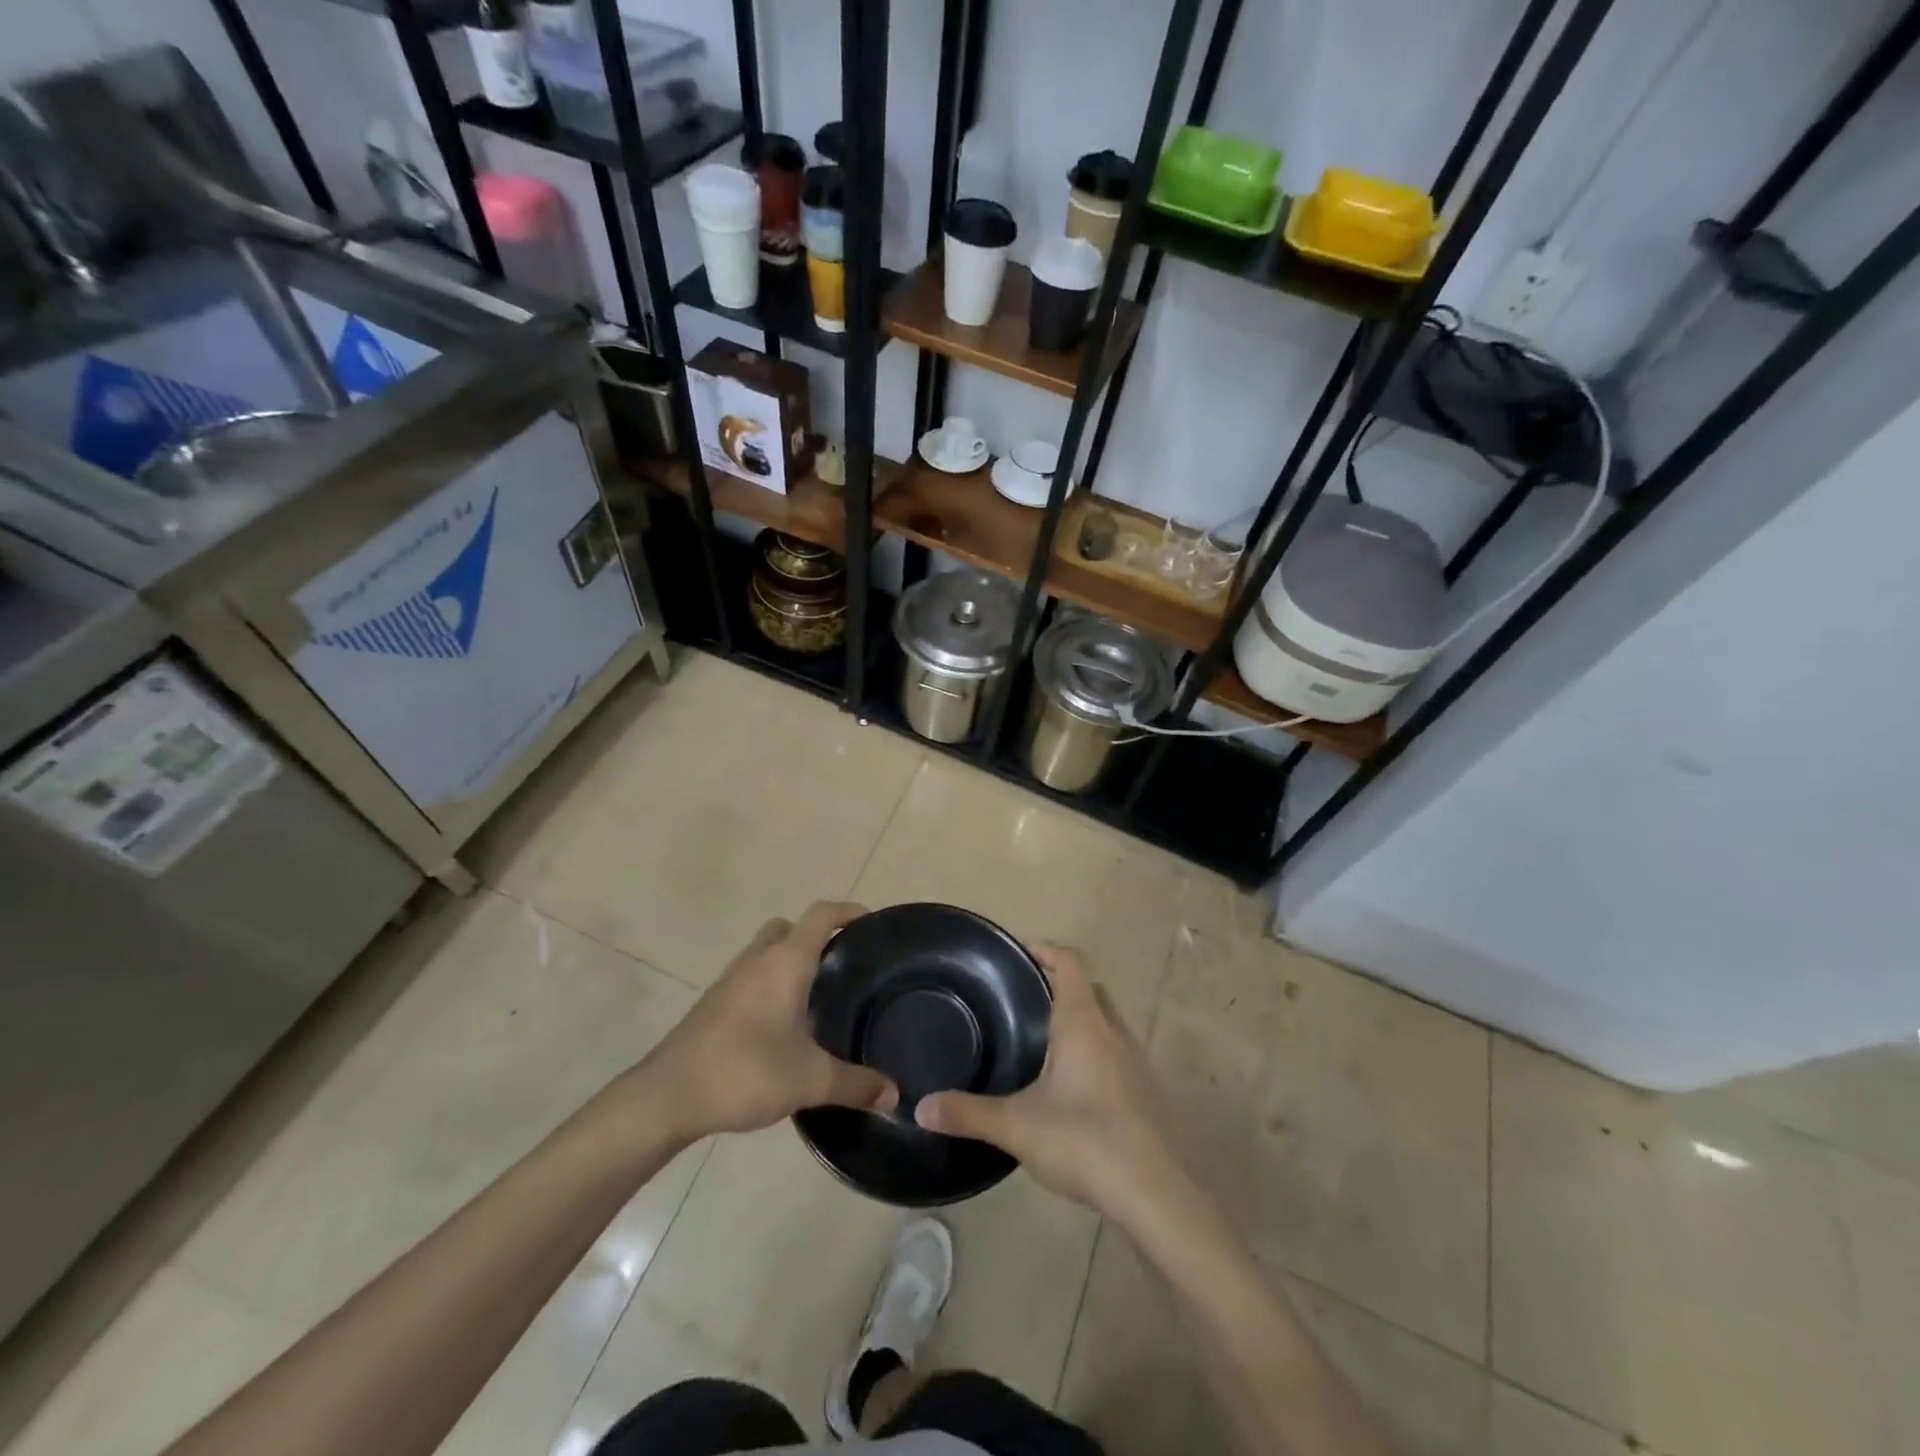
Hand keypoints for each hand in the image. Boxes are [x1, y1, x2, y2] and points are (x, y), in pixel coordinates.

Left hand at [639, 903, 896, 1141]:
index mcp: (786, 962)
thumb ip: (855, 1085)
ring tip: (816, 995)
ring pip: (766, 951)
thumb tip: (894, 1096)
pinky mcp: (713, 1003)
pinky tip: (781, 1024)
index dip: (848, 911)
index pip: (821, 914)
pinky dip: (770, 984)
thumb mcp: (810, 1080)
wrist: (667, 1095)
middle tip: (842, 965)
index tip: (871, 924)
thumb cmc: (745, 1071)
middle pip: (790, 927)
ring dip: (790, 960)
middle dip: (817, 936)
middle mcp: (758, 959)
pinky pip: (750, 976)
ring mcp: (731, 979)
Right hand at [915, 944, 1179, 1216]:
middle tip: (1028, 999)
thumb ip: (968, 1113)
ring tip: (1048, 1043)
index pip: (1070, 963)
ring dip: (1083, 1020)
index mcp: (1083, 1022)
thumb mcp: (1016, 1125)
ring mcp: (1137, 1061)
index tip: (1022, 951)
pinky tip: (1077, 1088)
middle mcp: (1114, 1031)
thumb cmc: (1082, 1140)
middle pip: (1091, 989)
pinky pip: (1119, 1054)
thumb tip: (922, 1107)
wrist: (1152, 1192)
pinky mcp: (1149, 1091)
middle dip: (1062, 985)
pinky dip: (1097, 1053)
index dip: (1047, 950)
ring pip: (1108, 1022)